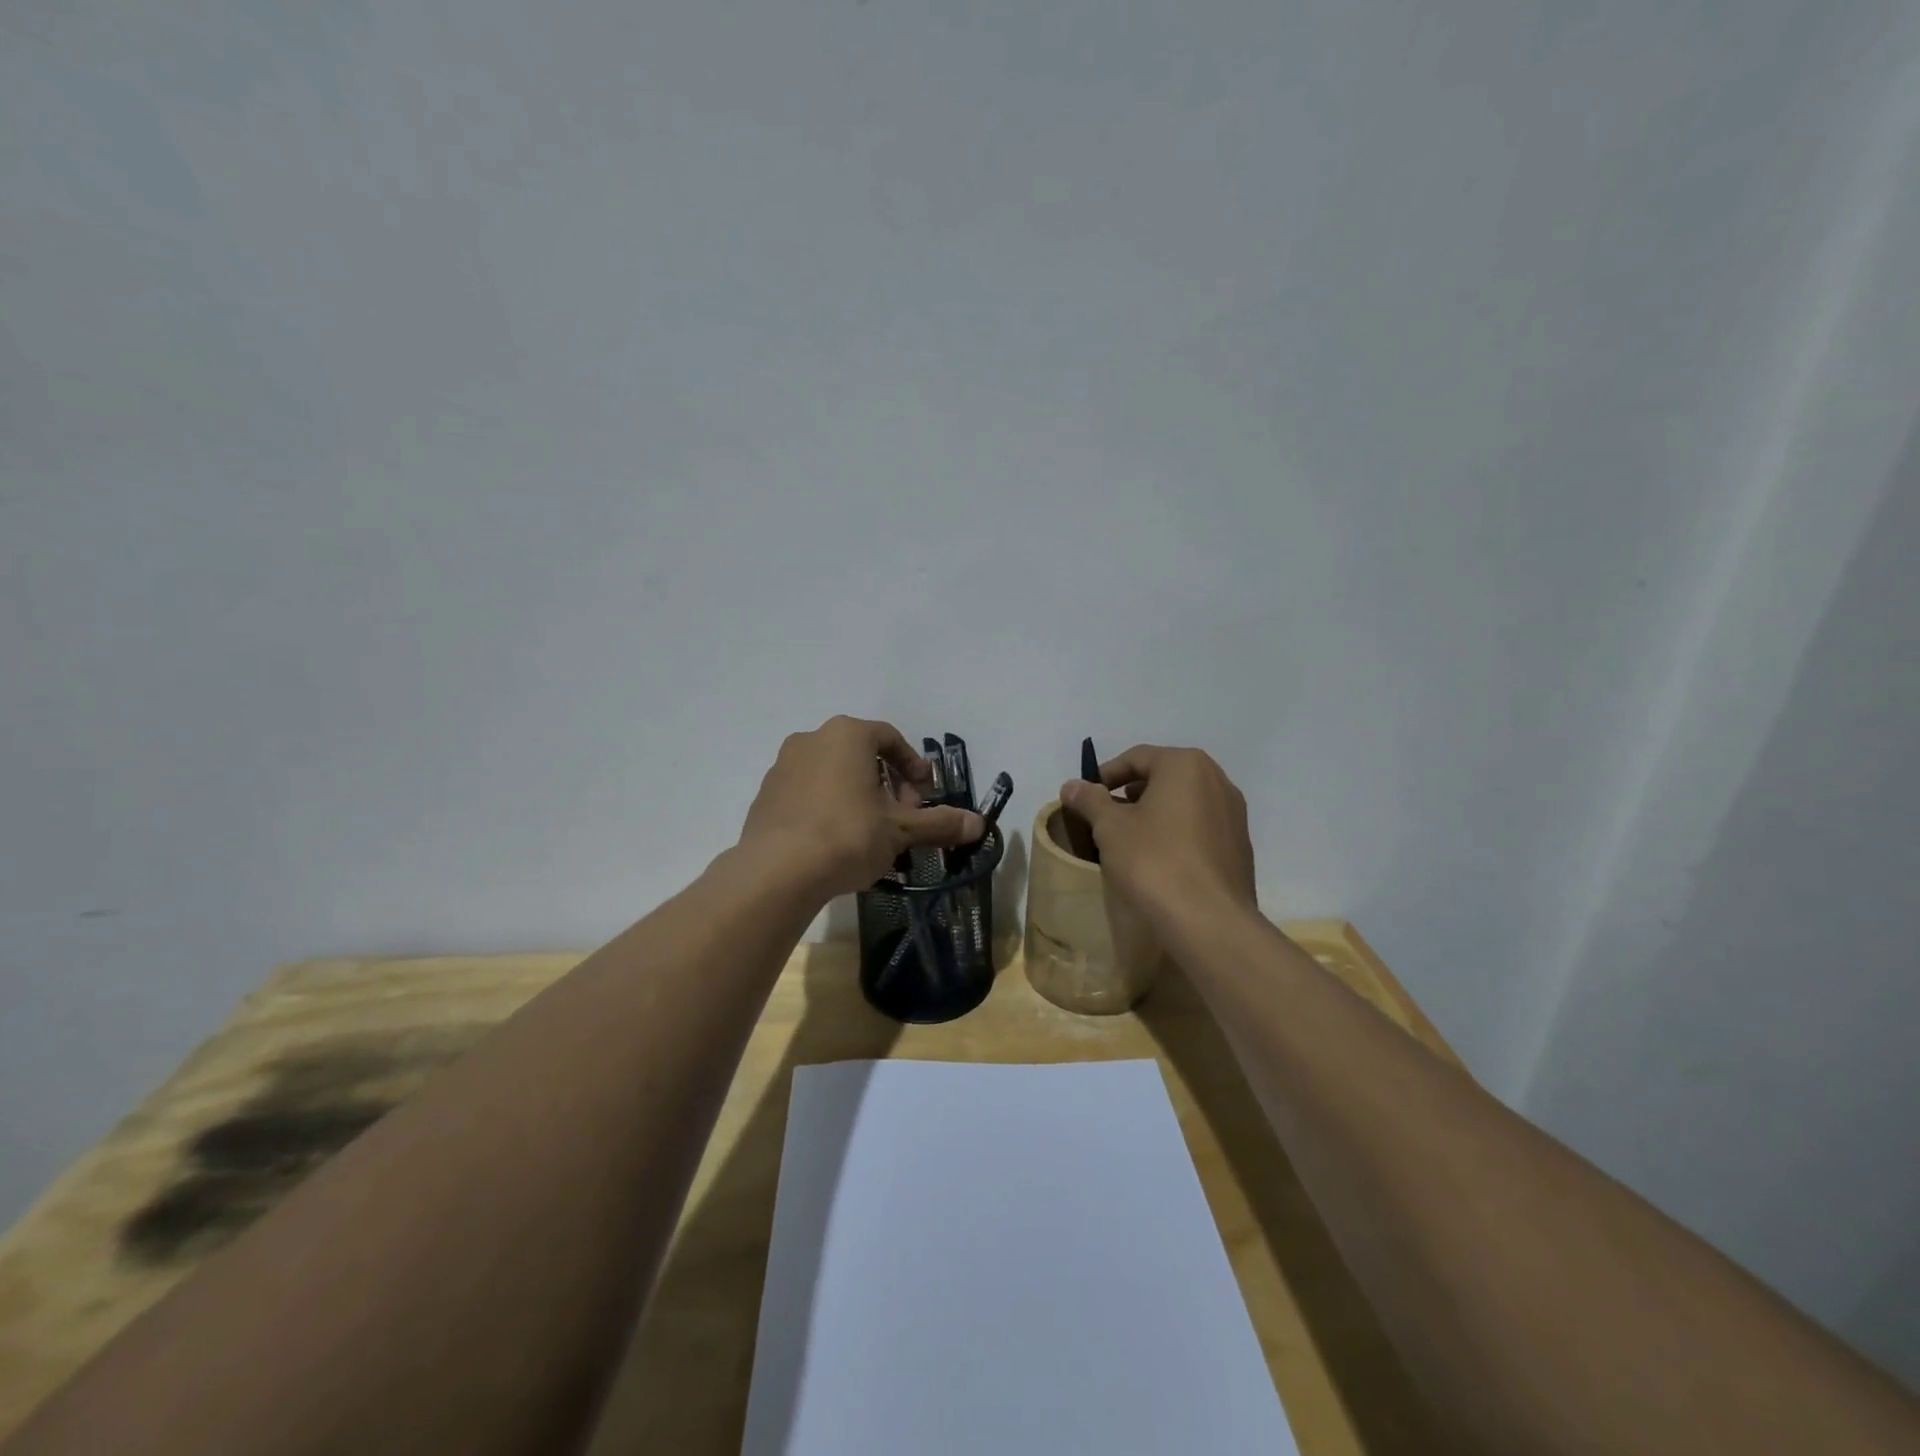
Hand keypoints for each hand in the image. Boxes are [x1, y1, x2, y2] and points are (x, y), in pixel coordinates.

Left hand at [740, 716, 983, 899]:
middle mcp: (812, 739)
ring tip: (870, 831)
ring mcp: (783, 766)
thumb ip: (940, 823)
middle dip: (887, 783)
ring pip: (832, 772)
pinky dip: (827, 806)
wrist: (777, 871)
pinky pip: (807, 792)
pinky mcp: (766, 795)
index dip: (913, 766)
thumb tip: (979, 824)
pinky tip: (835, 840)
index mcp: (848, 734)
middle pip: (861, 754)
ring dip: (857, 794)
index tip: (924, 795)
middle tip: (901, 816)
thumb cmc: (848, 836)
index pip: (890, 738)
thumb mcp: (901, 830)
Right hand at [1058, 745, 1256, 925]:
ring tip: (1129, 841)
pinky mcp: (1240, 847)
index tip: (1085, 799)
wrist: (1209, 922)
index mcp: (1186, 765)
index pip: (1137, 757)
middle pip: (1163, 777)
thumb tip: (1071, 785)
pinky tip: (1159, 861)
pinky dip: (1176, 834)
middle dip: (1131, 794)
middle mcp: (1217, 780)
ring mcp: (1234, 815)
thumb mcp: (1110, 827)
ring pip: (1184, 803)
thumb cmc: (1154, 861)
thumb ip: (1090, 800)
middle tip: (1105, 818)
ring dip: (1154, 814)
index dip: (1105, 775)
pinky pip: (1200, 828)